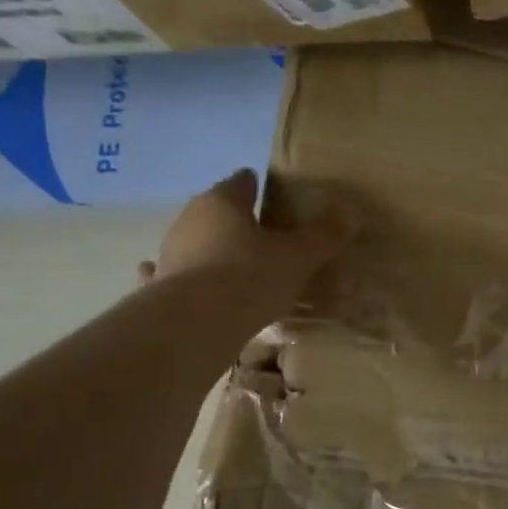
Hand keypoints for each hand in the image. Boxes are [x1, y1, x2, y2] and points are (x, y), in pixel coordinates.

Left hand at [140, 170, 354, 313]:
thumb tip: (348, 213)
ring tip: (238, 265)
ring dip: (213, 250)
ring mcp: (170, 254)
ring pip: (197, 243)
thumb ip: (323, 235)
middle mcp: (190, 220)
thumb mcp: (299, 256)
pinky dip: (188, 277)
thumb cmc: (250, 277)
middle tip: (266, 236)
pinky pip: (178, 276)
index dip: (258, 186)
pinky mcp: (159, 287)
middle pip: (218, 212)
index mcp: (222, 202)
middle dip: (239, 221)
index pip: (242, 182)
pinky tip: (195, 286)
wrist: (194, 326)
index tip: (272, 193)